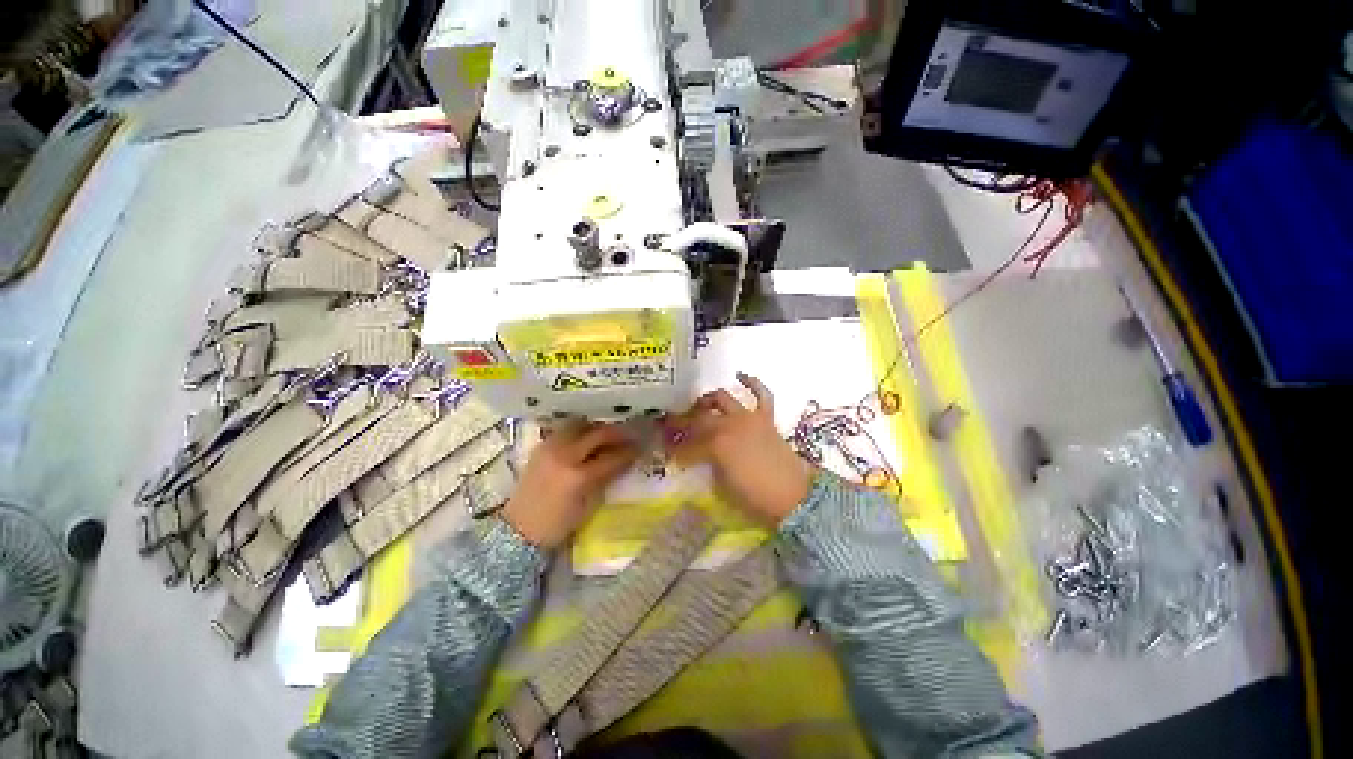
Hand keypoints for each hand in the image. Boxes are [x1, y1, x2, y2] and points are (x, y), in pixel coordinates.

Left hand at [501, 423, 637, 547]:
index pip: (612, 457)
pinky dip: (580, 430)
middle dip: (617, 433)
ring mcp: (550, 448)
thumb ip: (607, 479)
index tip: (640, 447)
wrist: (520, 529)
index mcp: (579, 476)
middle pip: (598, 434)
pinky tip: (588, 436)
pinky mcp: (541, 446)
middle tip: (630, 433)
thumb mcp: (589, 504)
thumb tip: (624, 461)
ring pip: (580, 425)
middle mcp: (565, 455)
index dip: (629, 451)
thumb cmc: (558, 524)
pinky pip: (565, 429)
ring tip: (608, 433)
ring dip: (598, 427)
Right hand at [665, 372, 813, 526]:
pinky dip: (751, 383)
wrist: (793, 497)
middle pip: (700, 417)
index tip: (668, 452)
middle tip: (676, 427)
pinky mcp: (766, 418)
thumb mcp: (722, 485)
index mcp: (716, 444)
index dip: (676, 448)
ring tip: (700, 405)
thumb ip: (707, 465)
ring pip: (723, 398)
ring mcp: (748, 418)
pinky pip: (761, 394)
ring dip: (709, 400)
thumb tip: (697, 457)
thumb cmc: (755, 496)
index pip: (688, 443)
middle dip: (684, 421)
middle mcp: (729, 425)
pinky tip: (741, 375)